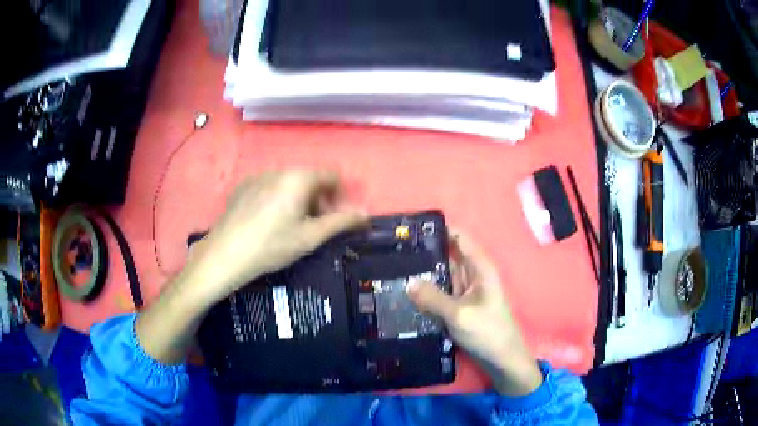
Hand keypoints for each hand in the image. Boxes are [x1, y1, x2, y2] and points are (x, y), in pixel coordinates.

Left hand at [190, 170, 366, 304]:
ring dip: (299, 200)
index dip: (341, 196)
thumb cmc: (272, 246)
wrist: (225, 255)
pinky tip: (267, 223)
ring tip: (290, 227)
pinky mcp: (243, 187)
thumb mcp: (310, 237)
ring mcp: (258, 176)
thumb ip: (341, 222)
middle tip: (314, 227)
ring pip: (289, 183)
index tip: (337, 218)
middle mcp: (279, 170)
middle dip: (319, 200)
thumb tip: (366, 214)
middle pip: (310, 179)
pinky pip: (270, 187)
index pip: (332, 175)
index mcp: (299, 178)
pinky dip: (278, 199)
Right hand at [406, 232, 542, 395]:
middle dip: (425, 253)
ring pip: (442, 276)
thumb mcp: (458, 314)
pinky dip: (427, 292)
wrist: (502, 360)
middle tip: (393, 252)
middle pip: (448, 256)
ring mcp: (465, 292)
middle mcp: (473, 275)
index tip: (412, 230)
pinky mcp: (459, 308)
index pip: (459, 238)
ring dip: (424, 274)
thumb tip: (407, 281)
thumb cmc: (487, 331)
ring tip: (393, 268)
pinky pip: (441, 294)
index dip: (439, 230)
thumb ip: (432, 297)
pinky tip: (406, 292)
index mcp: (480, 267)